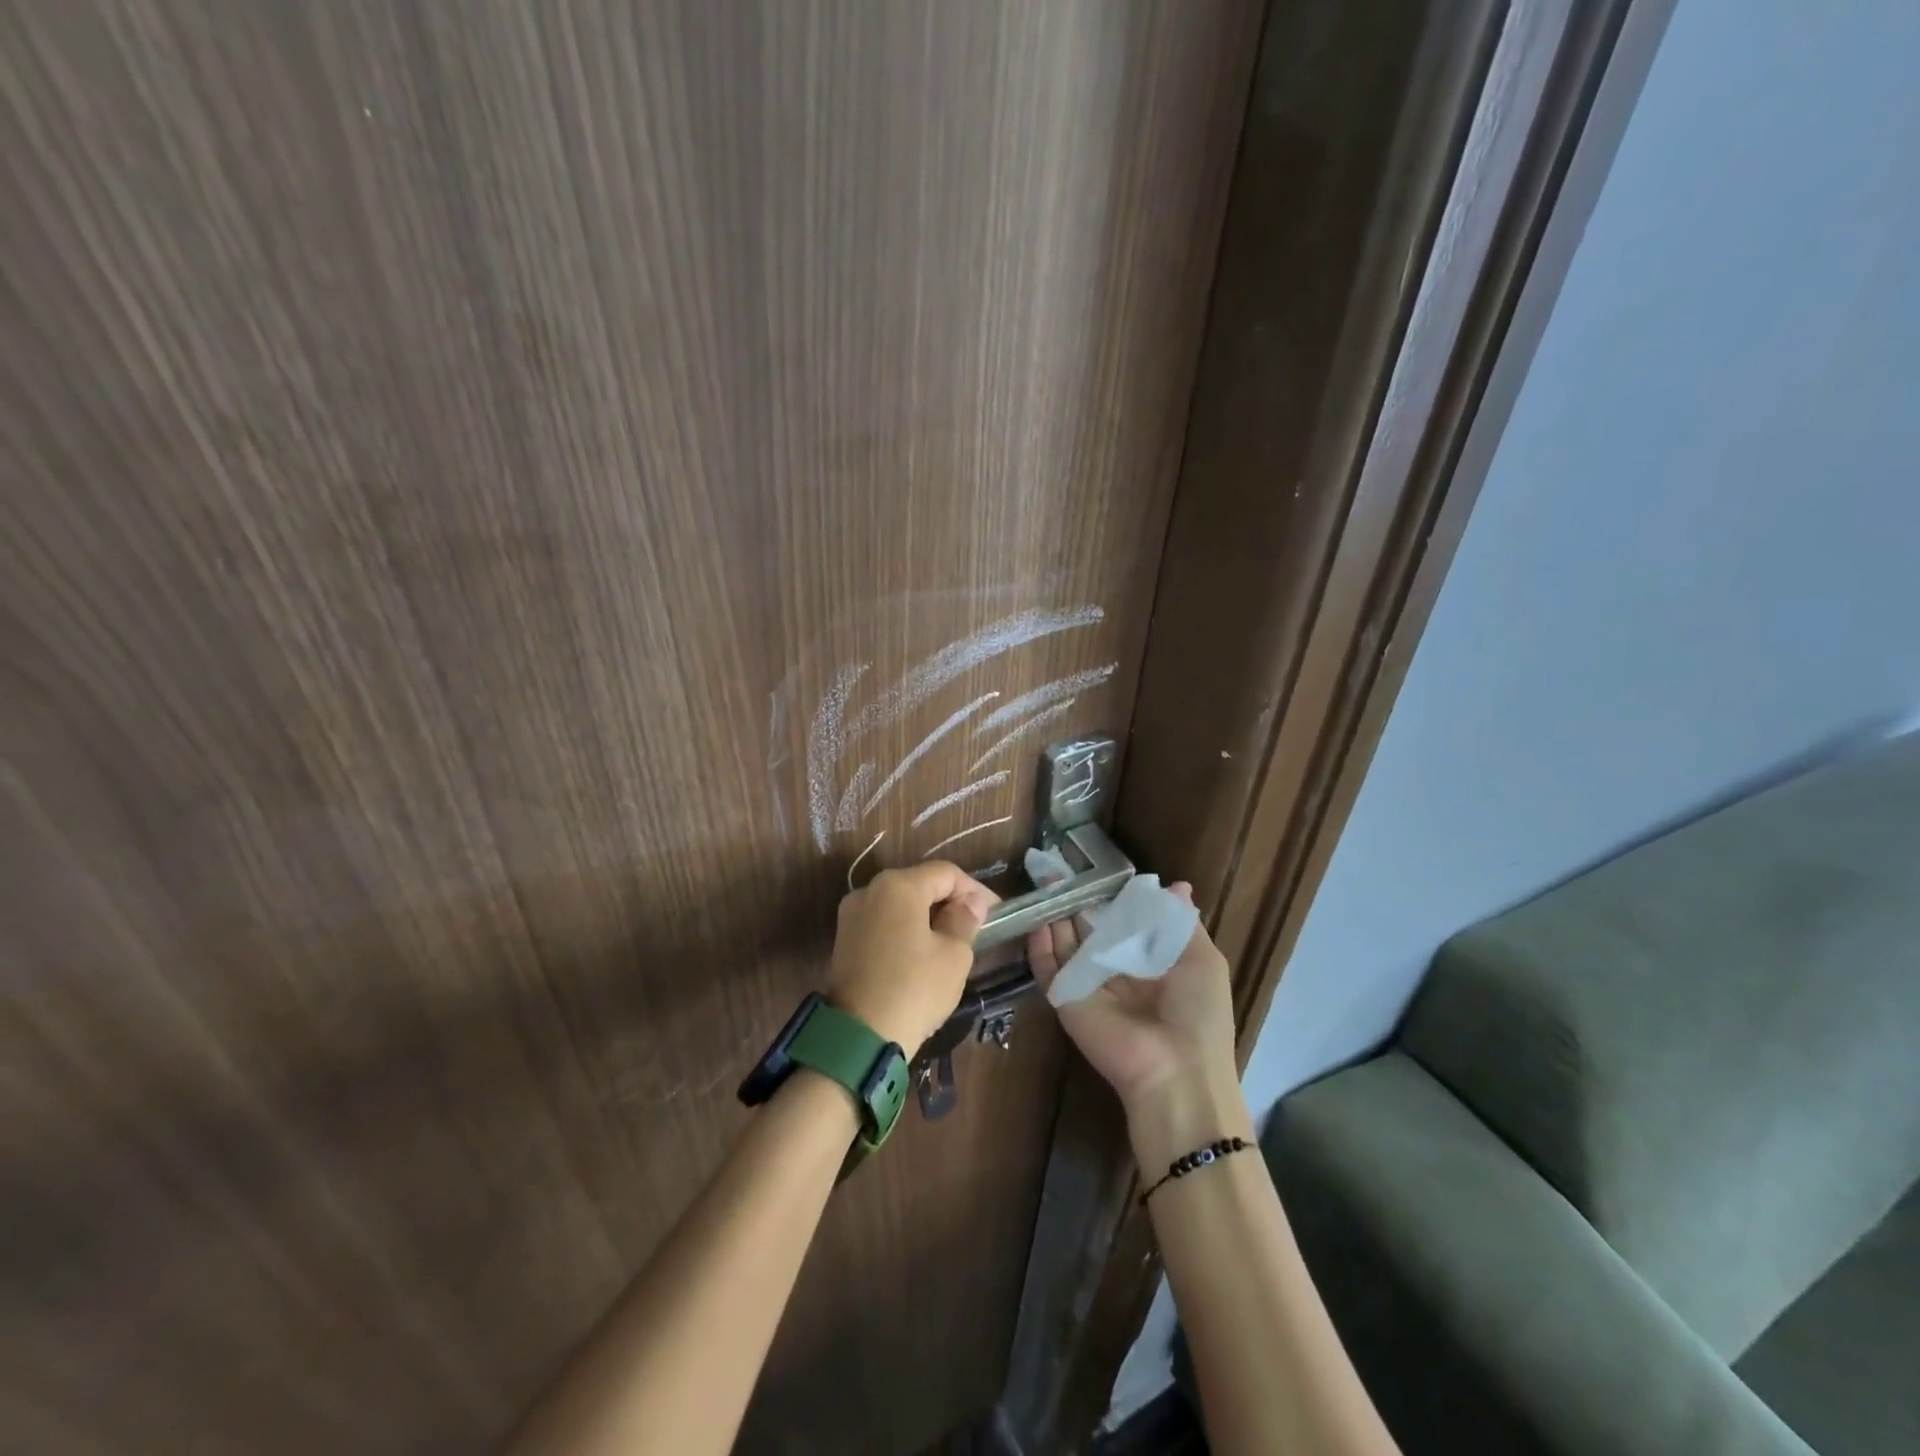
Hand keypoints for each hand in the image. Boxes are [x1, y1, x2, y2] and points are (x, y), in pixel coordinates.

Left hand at [828, 862, 996, 1054]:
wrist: (859, 1037)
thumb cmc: (915, 989)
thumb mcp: (954, 955)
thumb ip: (965, 919)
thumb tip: (971, 903)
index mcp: (898, 885)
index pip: (946, 874)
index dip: (975, 890)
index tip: (996, 913)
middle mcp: (870, 890)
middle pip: (920, 884)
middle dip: (950, 901)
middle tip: (977, 926)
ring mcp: (852, 914)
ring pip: (900, 904)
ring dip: (928, 916)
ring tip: (953, 940)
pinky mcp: (844, 939)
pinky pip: (883, 922)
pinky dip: (906, 929)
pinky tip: (923, 952)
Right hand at [1027, 882, 1250, 1166]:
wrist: (1175, 1070)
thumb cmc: (1197, 1011)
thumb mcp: (1202, 960)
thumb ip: (1181, 923)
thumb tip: (1178, 886)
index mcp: (1149, 961)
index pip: (1123, 920)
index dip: (1110, 897)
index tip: (1095, 868)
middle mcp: (1116, 970)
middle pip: (1090, 929)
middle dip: (1077, 901)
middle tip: (1060, 868)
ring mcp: (1087, 984)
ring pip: (1065, 943)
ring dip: (1055, 915)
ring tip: (1044, 881)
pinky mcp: (1064, 998)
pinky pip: (1047, 967)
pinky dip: (1038, 944)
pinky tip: (1037, 918)